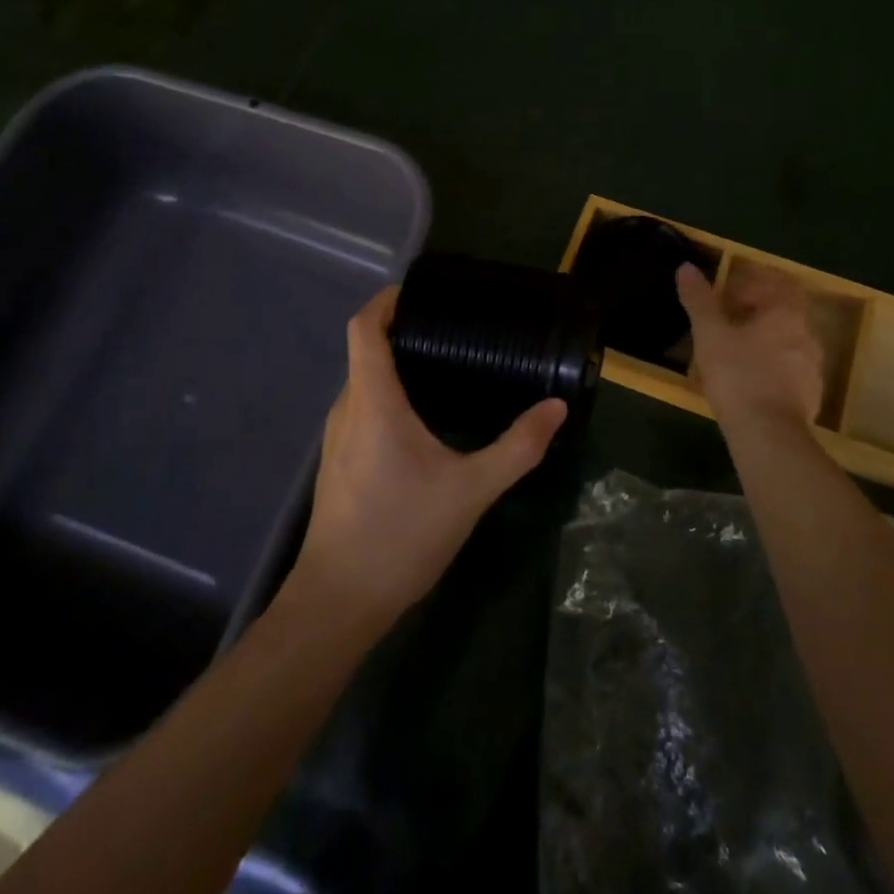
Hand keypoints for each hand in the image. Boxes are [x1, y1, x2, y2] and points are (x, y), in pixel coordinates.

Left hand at [287, 288, 566, 633]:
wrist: (339, 603)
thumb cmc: (401, 534)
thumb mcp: (472, 490)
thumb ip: (518, 447)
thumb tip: (556, 408)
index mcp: (373, 402)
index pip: (363, 328)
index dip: (385, 301)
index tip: (420, 291)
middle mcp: (347, 409)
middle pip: (364, 350)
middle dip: (401, 329)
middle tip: (452, 326)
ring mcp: (338, 438)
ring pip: (362, 381)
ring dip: (394, 363)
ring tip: (444, 362)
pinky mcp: (339, 462)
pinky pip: (361, 407)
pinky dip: (387, 393)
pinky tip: (423, 415)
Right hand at [677, 262, 823, 433]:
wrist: (769, 435)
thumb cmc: (738, 375)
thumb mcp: (710, 334)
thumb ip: (699, 300)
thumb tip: (686, 267)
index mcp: (786, 313)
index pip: (776, 283)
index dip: (750, 285)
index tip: (725, 298)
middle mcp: (807, 334)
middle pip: (783, 312)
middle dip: (755, 314)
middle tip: (725, 324)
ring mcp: (813, 367)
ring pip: (787, 342)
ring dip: (764, 342)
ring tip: (734, 355)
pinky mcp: (812, 396)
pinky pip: (791, 370)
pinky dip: (772, 368)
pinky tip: (750, 383)